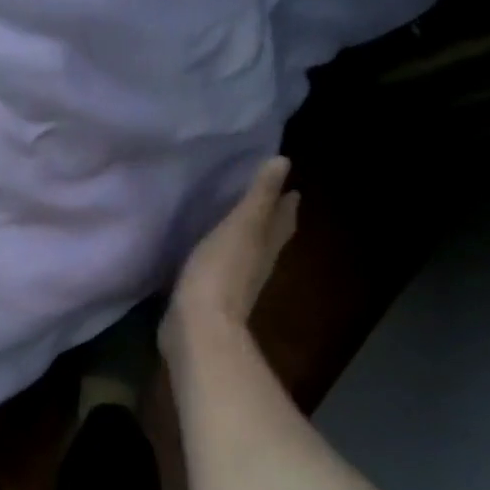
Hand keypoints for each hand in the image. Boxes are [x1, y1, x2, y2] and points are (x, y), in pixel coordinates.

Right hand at [161, 156, 299, 360]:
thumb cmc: (220, 272)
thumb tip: (283, 161)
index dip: (286, 203)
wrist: (198, 328)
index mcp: (266, 245)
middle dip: (271, 221)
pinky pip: (220, 269)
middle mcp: (256, 265)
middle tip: (267, 202)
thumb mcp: (241, 226)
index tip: (291, 188)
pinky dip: (220, 257)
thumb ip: (258, 196)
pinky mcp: (210, 298)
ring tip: (237, 224)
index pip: (283, 219)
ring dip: (246, 239)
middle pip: (270, 239)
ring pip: (247, 254)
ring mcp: (234, 284)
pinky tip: (208, 253)